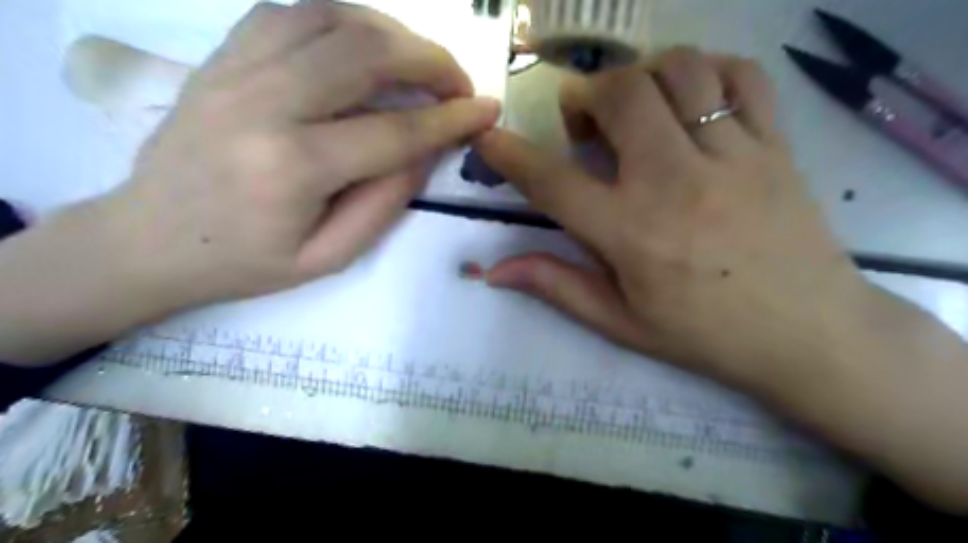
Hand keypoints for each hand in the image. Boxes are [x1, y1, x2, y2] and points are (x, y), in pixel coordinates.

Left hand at [106, 2, 498, 310]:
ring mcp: (235, 70)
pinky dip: (341, 19)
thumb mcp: (329, 257)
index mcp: (293, 168)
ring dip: (391, 32)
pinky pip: (289, 12)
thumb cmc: (246, 263)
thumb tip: (424, 151)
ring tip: (419, 61)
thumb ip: (384, 203)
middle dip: (430, 60)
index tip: (487, 110)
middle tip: (458, 83)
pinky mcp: (221, 57)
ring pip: (330, 17)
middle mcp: (263, 104)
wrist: (149, 240)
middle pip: (366, 54)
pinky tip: (363, 44)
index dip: (450, 119)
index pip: (395, 131)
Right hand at [475, 48, 870, 390]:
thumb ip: (556, 286)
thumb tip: (493, 272)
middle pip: (621, 96)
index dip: (510, 155)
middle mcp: (675, 182)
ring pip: (680, 70)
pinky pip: (742, 77)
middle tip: (583, 122)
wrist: (809, 334)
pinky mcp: (775, 146)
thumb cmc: (705, 334)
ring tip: (635, 105)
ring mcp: (732, 156)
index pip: (552, 182)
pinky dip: (708, 71)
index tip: (488, 136)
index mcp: (631, 233)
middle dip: (585, 95)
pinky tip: (692, 100)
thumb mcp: (621, 321)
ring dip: (641, 75)